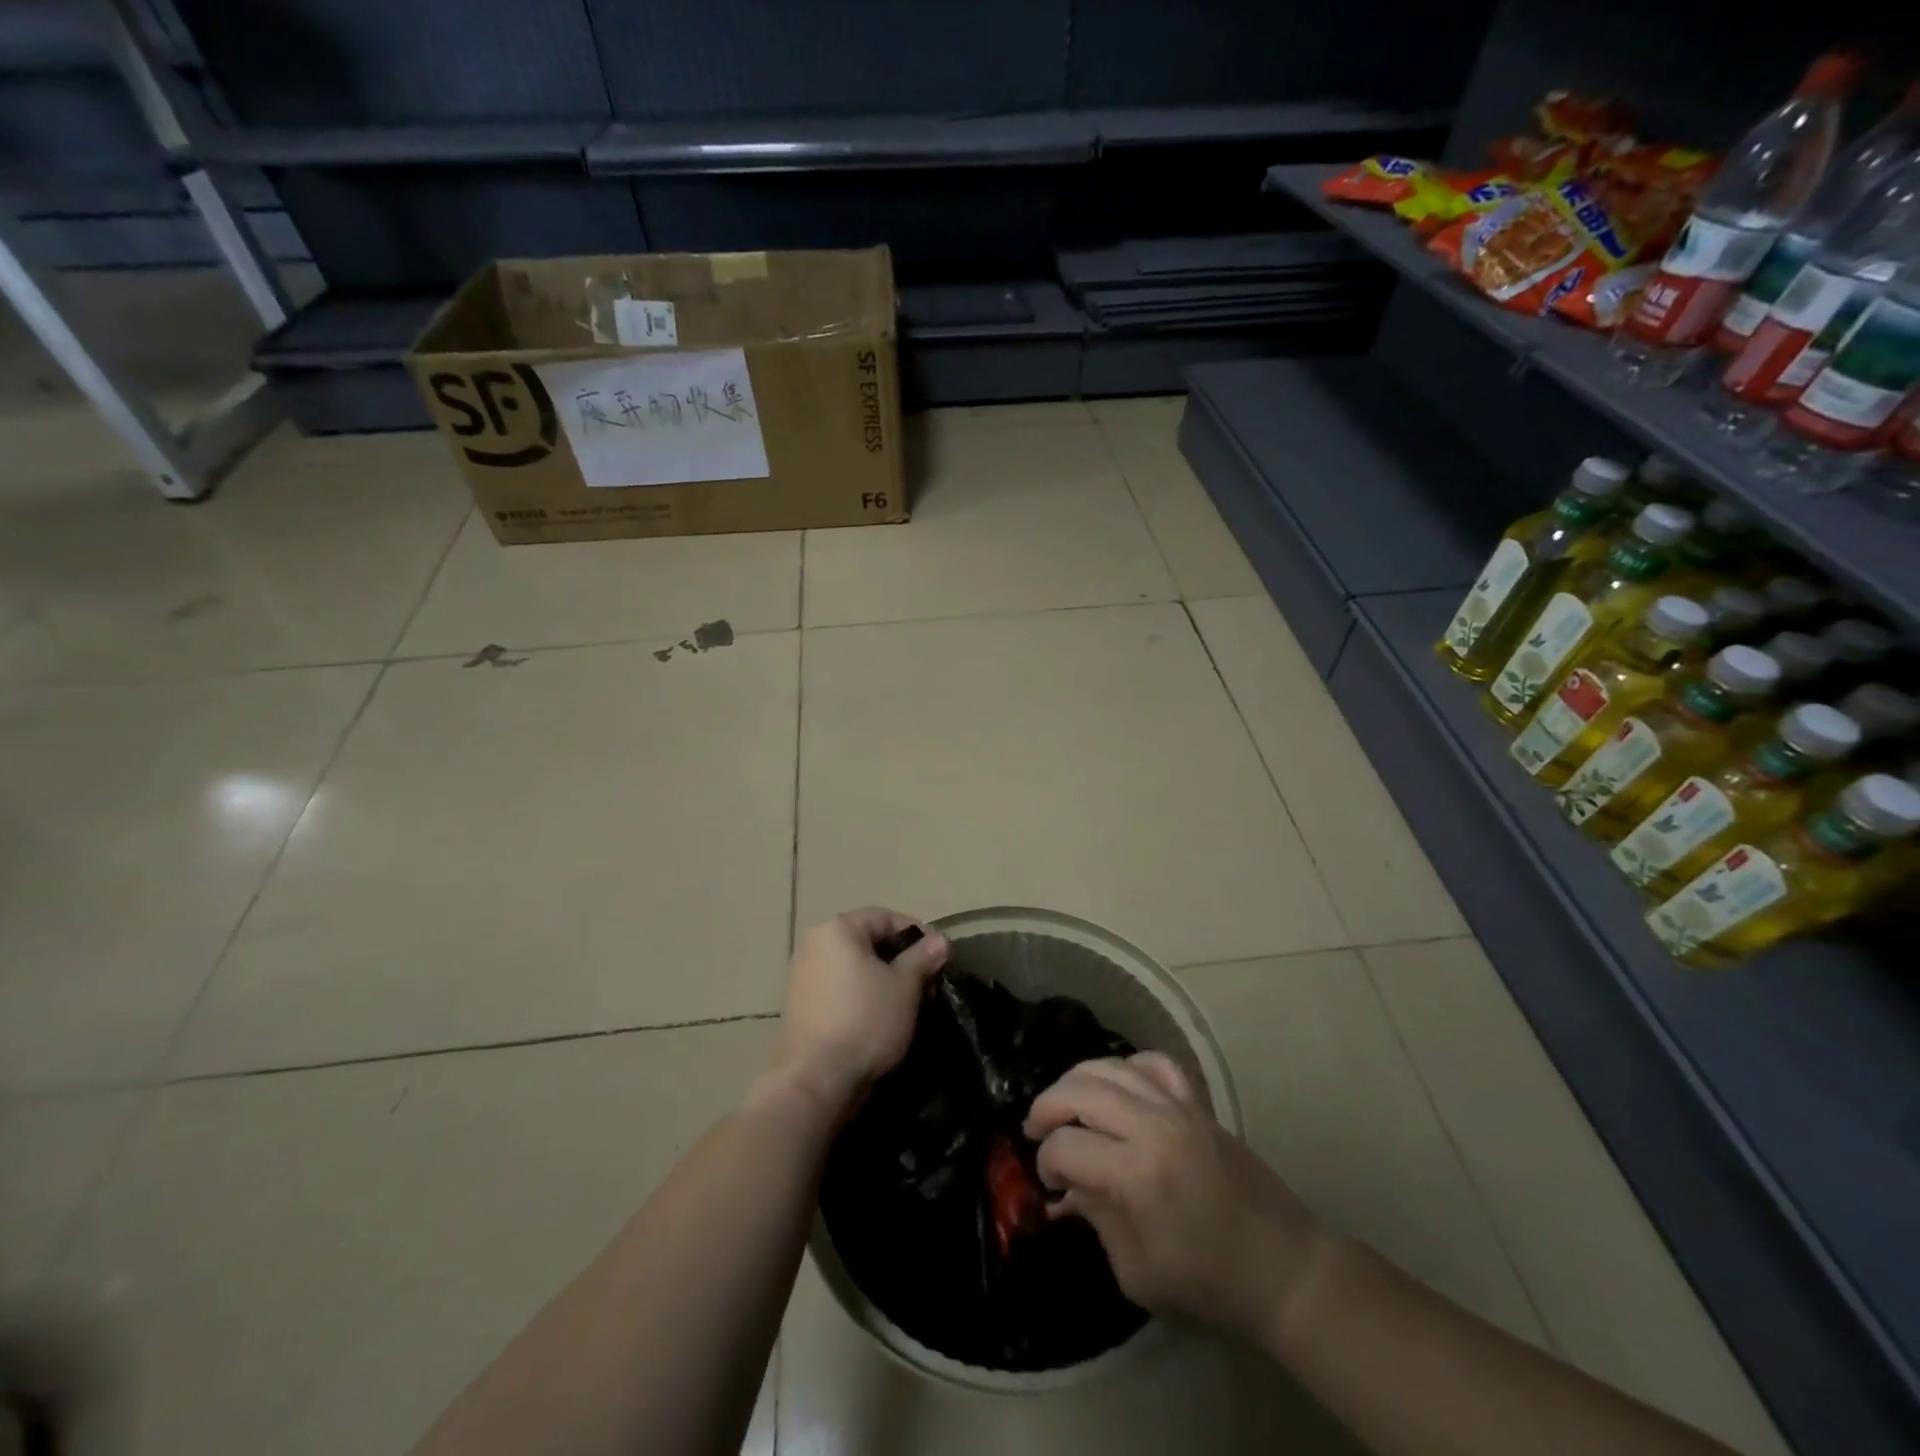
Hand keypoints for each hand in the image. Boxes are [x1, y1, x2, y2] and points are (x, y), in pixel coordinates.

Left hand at [769, 908, 948, 1118]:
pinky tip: (880, 1018)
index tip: (939, 958)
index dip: (917, 934)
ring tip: (907, 1003)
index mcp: (837, 929)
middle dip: (900, 959)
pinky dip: (862, 995)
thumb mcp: (904, 986)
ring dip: (882, 978)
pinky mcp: (800, 1005)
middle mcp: (814, 944)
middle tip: (926, 983)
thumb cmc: (865, 1021)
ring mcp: (802, 975)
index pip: (885, 917)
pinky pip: (839, 987)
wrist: (816, 1080)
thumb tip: (940, 941)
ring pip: (854, 966)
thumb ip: (922, 958)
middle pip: (867, 941)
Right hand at [1025, 1054, 1329, 1345]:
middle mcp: (1154, 1127)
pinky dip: (1127, 1066)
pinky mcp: (1197, 1103)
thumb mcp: (1138, 1272)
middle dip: (1048, 1107)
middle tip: (1037, 1131)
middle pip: (1081, 1091)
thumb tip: (1066, 1187)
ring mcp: (1179, 1107)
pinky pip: (1154, 1063)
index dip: (1046, 1162)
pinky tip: (1116, 1086)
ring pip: (1111, 1066)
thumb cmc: (1208, 1282)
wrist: (1282, 1267)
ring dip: (1077, 1081)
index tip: (1049, 1183)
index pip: (1067, 1146)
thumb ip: (1096, 1219)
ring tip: (1064, 1104)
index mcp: (1138, 1175)